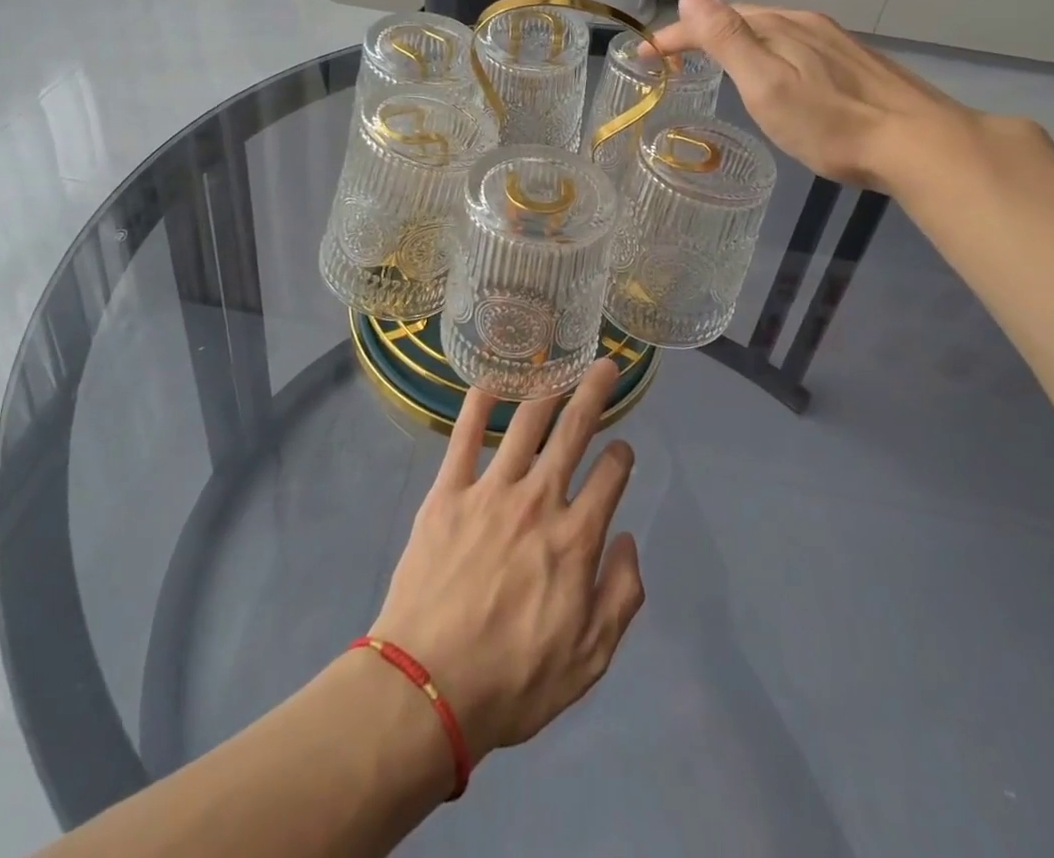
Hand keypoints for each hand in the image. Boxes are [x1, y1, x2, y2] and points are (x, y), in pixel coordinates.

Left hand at [370, 358, 644, 764]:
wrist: (427, 688)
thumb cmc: (513, 681)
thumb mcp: (589, 659)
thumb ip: (621, 595)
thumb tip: (626, 539)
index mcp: (575, 539)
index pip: (610, 478)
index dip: (622, 457)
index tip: (622, 450)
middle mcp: (539, 501)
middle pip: (574, 433)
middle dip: (594, 395)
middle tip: (605, 366)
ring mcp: (491, 491)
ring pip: (525, 425)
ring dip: (546, 390)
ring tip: (558, 365)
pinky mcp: (448, 492)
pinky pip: (464, 437)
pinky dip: (478, 405)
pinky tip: (489, 381)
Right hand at [650, 0, 981, 189]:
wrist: (919, 143)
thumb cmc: (831, 124)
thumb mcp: (767, 86)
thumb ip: (728, 41)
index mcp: (779, 27)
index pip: (712, 20)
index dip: (673, 35)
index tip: (643, 54)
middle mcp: (804, 23)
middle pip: (740, 18)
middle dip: (700, 32)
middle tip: (672, 58)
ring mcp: (833, 40)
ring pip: (769, 29)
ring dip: (734, 39)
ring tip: (712, 61)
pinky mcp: (853, 60)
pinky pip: (793, 43)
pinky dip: (765, 49)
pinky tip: (773, 70)